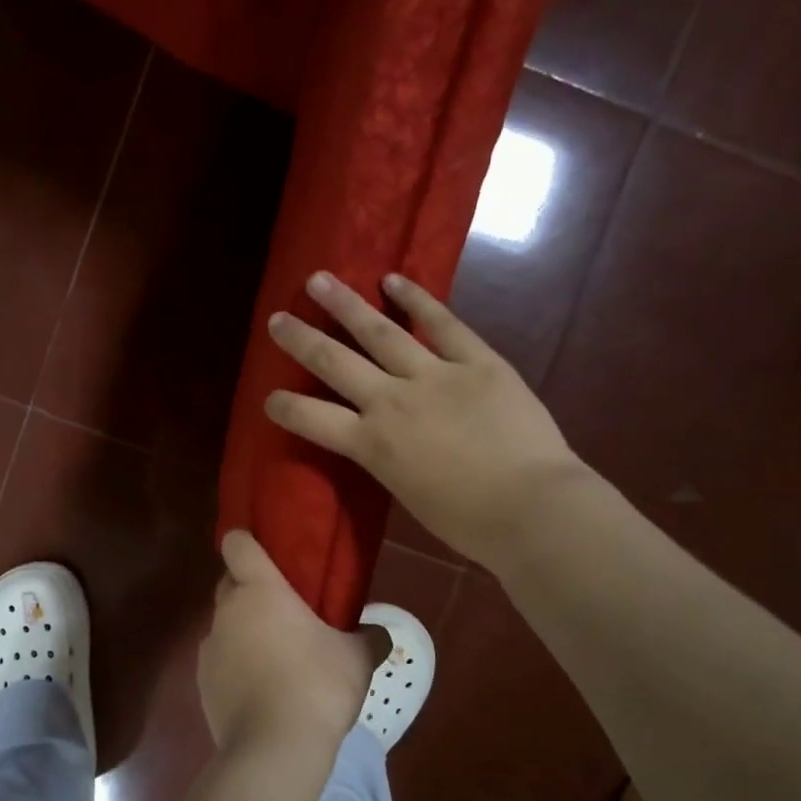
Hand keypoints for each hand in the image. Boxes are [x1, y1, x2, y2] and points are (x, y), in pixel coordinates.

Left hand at [198, 530, 386, 752]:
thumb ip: (369, 638)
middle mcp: (227, 611)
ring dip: (243, 631)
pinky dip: (235, 665)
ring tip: (275, 656)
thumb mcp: (358, 659)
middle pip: (229, 584)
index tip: (265, 553)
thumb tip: (380, 633)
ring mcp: (209, 648)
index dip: (246, 542)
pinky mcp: (201, 683)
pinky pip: (219, 660)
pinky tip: (260, 689)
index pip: (237, 544)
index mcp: (260, 590)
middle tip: (284, 610)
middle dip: (249, 589)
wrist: (274, 749)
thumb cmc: (318, 686)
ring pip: (224, 624)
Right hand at [265, 271, 582, 568]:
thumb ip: (388, 460)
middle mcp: (391, 402)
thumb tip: (386, 441)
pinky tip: (394, 279)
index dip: (285, 407)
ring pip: (380, 332)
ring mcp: (435, 376)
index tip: (269, 397)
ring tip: (319, 280)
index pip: (312, 420)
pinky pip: (442, 324)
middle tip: (277, 319)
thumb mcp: (408, 494)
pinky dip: (417, 299)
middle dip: (301, 341)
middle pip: (335, 364)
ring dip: (345, 305)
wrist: (531, 507)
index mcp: (372, 445)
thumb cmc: (468, 521)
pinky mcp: (477, 361)